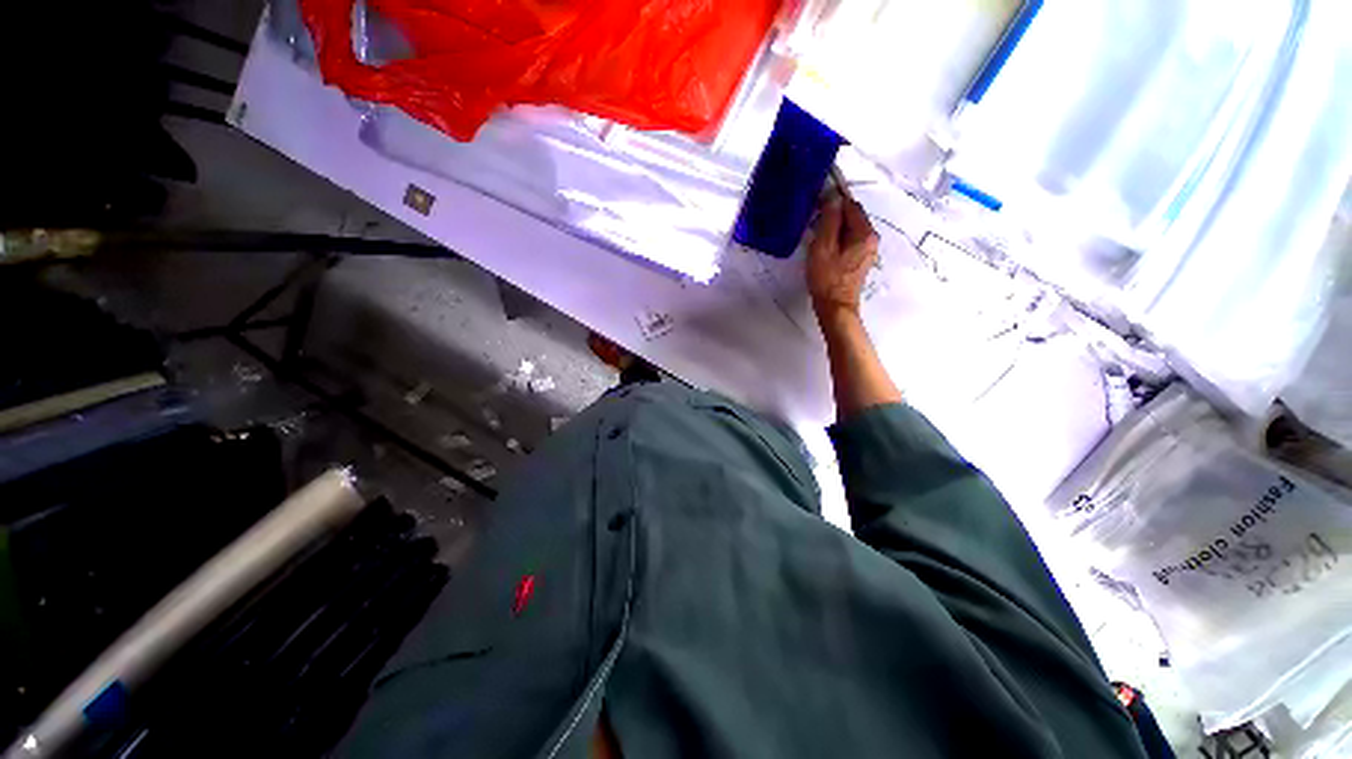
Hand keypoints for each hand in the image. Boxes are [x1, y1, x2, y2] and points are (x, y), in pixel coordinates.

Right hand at [806, 193, 878, 322]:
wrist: (835, 308)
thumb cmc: (827, 278)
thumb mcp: (823, 247)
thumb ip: (829, 220)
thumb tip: (833, 196)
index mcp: (865, 233)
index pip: (851, 205)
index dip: (834, 199)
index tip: (816, 199)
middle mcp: (871, 238)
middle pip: (852, 216)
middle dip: (833, 214)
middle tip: (812, 218)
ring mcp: (867, 250)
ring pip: (849, 229)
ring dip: (833, 226)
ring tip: (815, 232)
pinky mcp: (859, 260)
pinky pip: (848, 240)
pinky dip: (837, 238)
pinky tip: (823, 245)